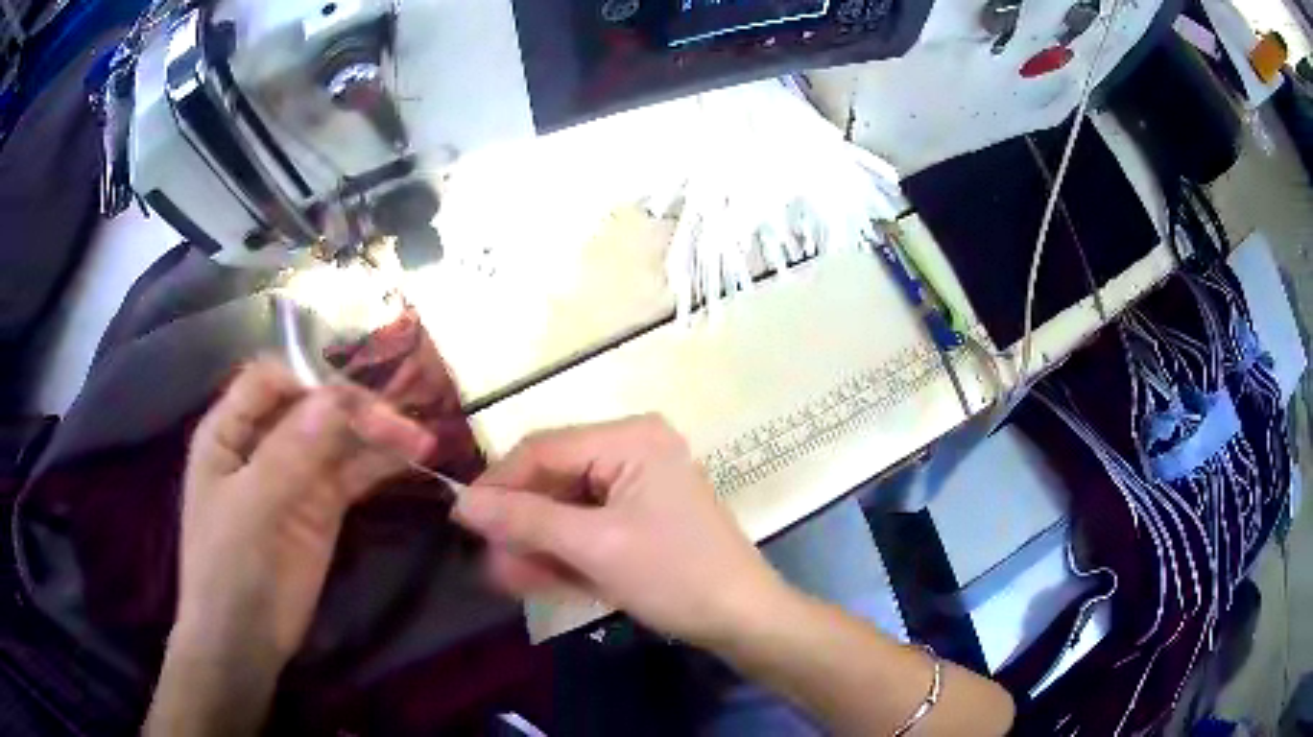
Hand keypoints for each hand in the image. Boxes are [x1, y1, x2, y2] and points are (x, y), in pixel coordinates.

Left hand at [173, 359, 434, 667]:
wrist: (243, 641)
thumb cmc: (227, 567)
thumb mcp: (250, 508)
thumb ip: (289, 453)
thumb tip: (335, 399)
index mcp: (230, 431)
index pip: (269, 380)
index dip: (307, 379)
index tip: (349, 399)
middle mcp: (263, 443)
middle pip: (312, 406)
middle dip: (354, 408)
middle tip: (400, 425)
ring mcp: (295, 476)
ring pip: (338, 439)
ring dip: (377, 435)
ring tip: (419, 440)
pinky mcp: (322, 507)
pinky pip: (353, 474)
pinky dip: (381, 464)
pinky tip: (412, 459)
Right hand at [451, 415, 785, 645]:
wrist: (743, 620)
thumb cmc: (674, 575)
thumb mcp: (594, 546)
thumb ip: (525, 519)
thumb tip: (461, 502)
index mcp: (630, 438)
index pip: (544, 448)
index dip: (499, 483)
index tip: (462, 518)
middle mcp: (634, 450)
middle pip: (555, 479)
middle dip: (520, 522)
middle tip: (487, 558)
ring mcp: (639, 486)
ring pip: (568, 508)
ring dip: (537, 543)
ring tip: (506, 576)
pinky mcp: (641, 518)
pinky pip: (589, 527)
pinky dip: (564, 552)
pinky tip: (536, 578)